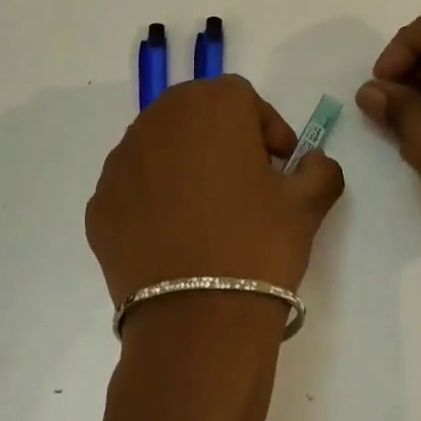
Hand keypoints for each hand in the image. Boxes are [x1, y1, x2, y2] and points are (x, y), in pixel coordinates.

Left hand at [87, 74, 345, 313]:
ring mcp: (122, 161)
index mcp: (213, 104)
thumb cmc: (259, 244)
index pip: (243, 100)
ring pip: (160, 147)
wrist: (197, 320)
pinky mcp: (99, 203)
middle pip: (196, 115)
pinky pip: (134, 187)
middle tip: (244, 183)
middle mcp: (160, 119)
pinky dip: (153, 199)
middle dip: (222, 140)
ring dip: (184, 165)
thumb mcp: (307, 204)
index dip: (267, 130)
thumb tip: (313, 162)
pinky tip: (174, 237)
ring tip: (206, 212)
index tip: (280, 167)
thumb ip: (320, 169)